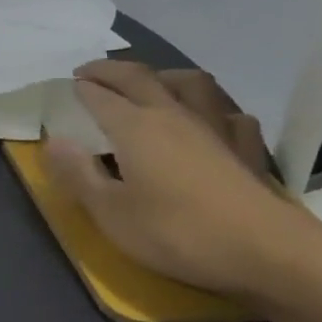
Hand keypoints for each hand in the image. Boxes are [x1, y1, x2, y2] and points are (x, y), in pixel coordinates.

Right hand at [44, 61, 321, 303]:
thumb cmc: (177, 233)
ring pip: (188, 82)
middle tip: (89, 72)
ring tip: (150, 82)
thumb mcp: (110, 213)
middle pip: (139, 77)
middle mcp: (173, 114)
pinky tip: (208, 118)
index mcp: (135, 126)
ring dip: (162, 75)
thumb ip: (77, 174)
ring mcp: (215, 126)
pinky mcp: (245, 146)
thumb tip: (54, 141)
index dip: (80, 88)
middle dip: (110, 70)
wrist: (266, 251)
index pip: (100, 95)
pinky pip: (226, 111)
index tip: (64, 86)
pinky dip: (210, 106)